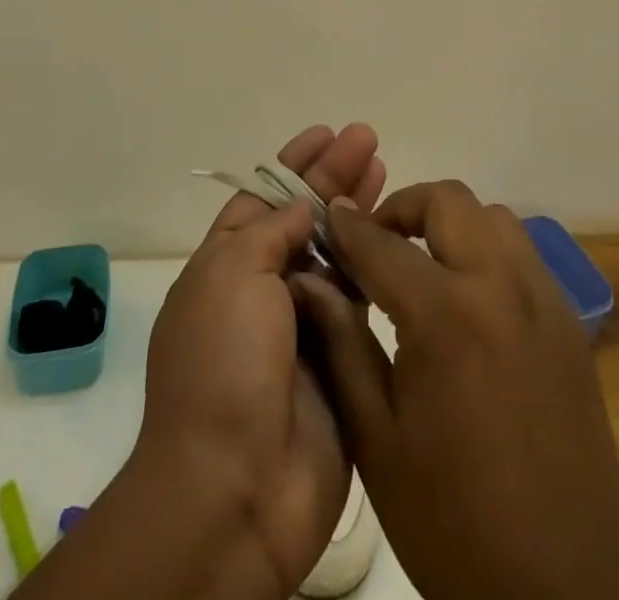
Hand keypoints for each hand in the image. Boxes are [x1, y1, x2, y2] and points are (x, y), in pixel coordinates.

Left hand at [135, 124, 386, 598]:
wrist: (236, 487)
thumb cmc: (224, 363)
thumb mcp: (232, 273)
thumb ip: (271, 229)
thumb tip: (302, 209)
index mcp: (225, 266)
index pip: (263, 198)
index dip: (294, 163)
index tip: (327, 132)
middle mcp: (264, 289)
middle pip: (304, 217)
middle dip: (334, 176)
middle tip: (370, 140)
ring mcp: (303, 324)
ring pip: (336, 252)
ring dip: (357, 211)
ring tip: (385, 169)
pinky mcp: (342, 358)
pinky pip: (360, 299)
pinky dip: (373, 263)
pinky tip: (395, 233)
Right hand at [294, 181, 618, 599]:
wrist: (563, 587)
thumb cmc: (452, 520)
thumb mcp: (376, 439)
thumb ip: (342, 344)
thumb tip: (312, 278)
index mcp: (445, 317)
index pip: (383, 243)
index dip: (348, 225)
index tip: (328, 215)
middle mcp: (500, 287)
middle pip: (449, 200)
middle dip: (404, 207)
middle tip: (378, 241)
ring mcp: (543, 299)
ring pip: (493, 217)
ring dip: (452, 223)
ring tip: (424, 265)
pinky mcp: (569, 321)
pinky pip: (523, 253)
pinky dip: (488, 250)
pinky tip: (470, 299)